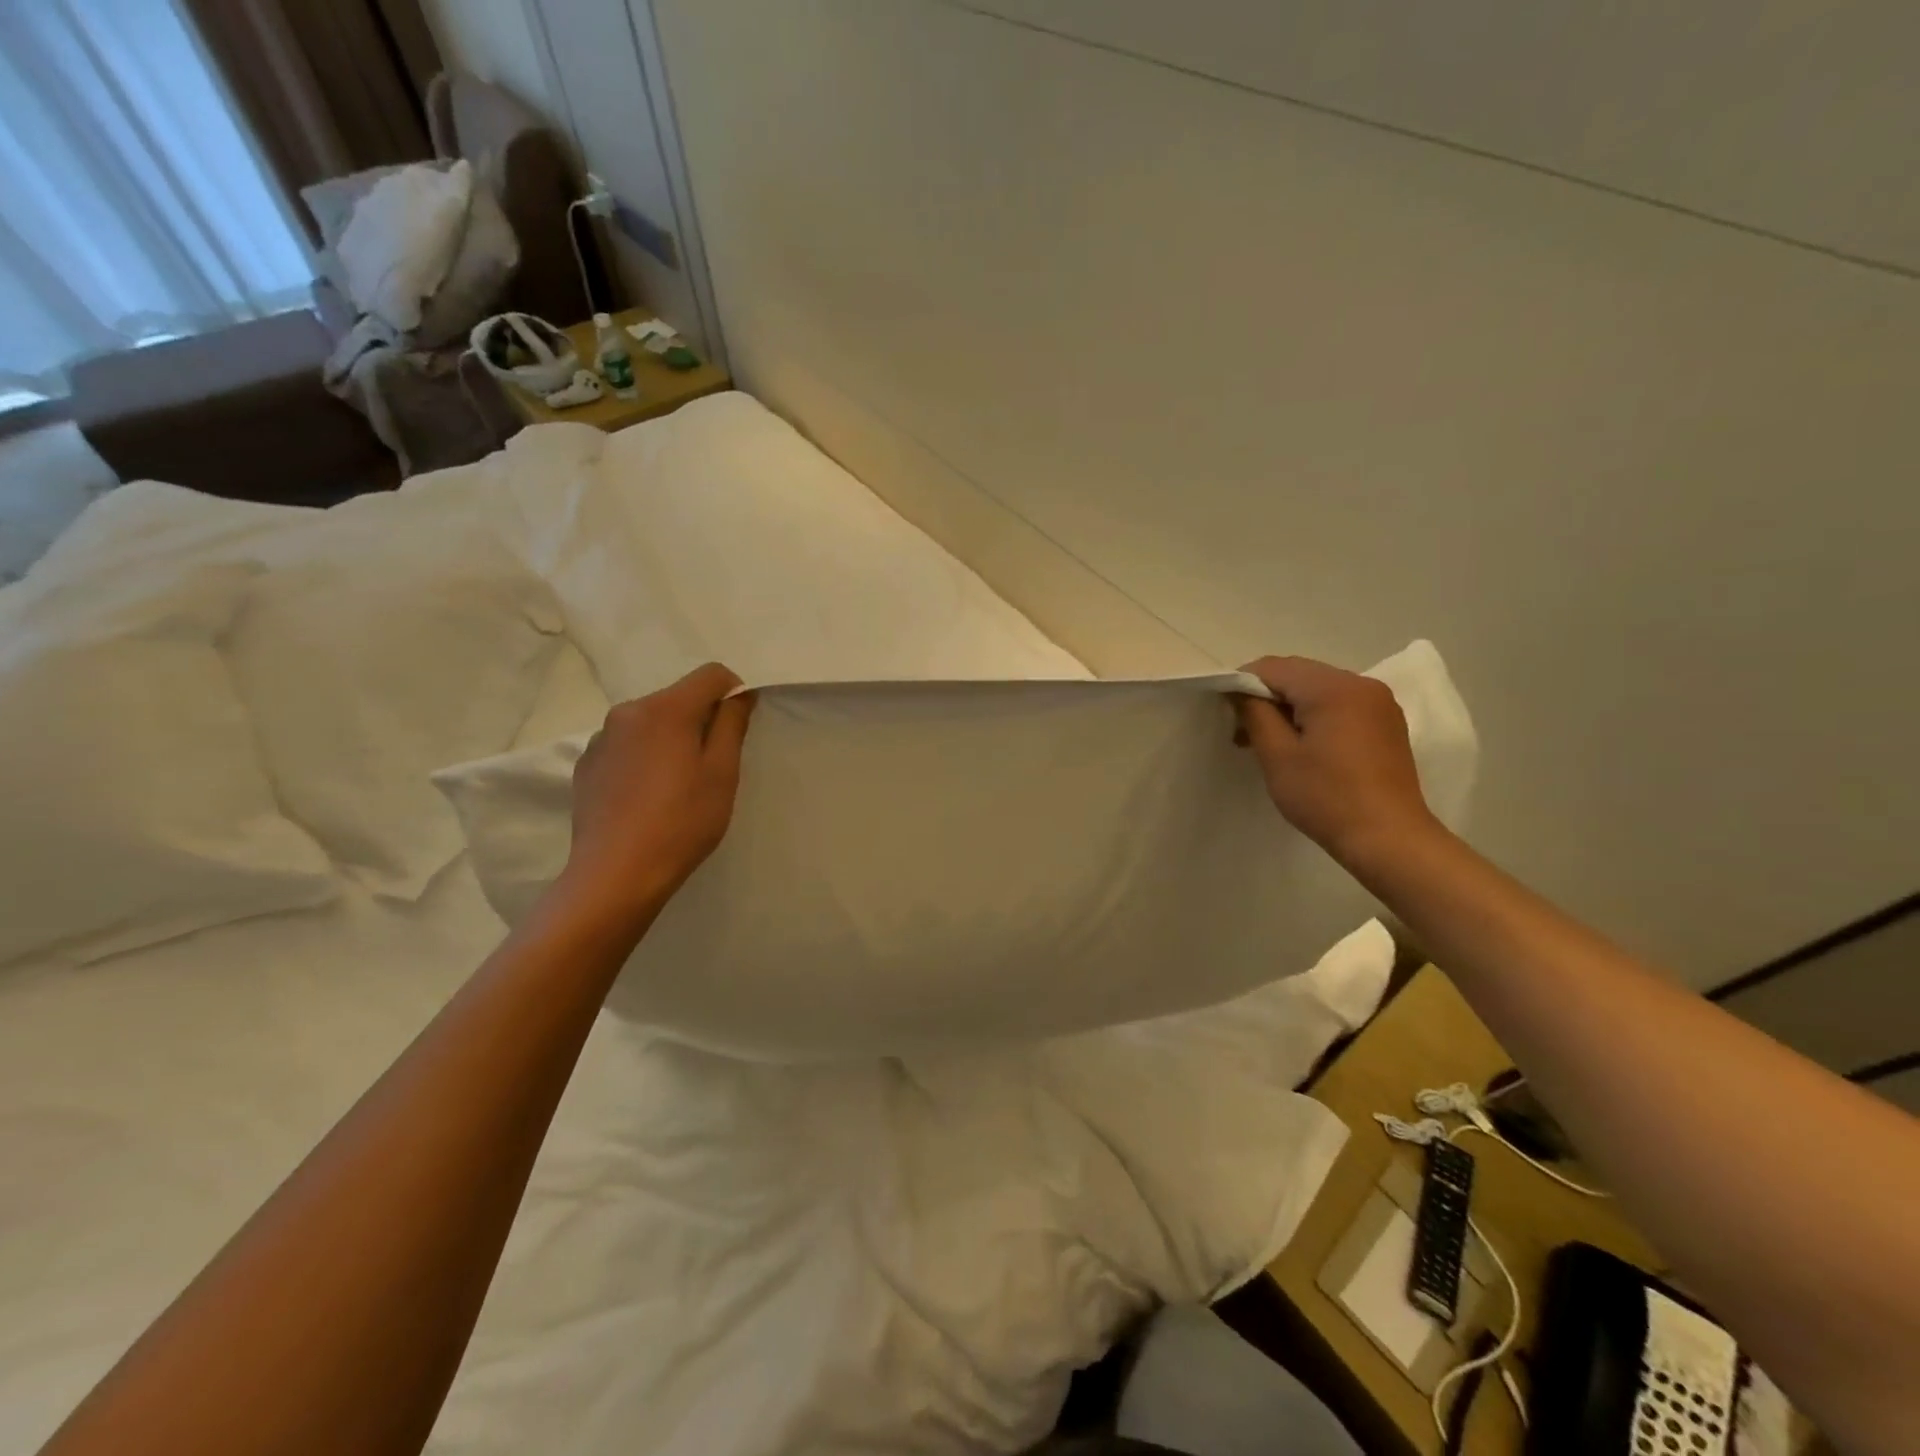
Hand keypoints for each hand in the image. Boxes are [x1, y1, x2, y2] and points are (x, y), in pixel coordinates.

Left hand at [558, 663, 754, 930]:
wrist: (616, 873)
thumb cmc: (682, 822)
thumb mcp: (722, 773)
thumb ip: (732, 725)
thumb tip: (739, 694)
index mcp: (666, 709)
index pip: (711, 674)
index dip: (734, 693)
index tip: (739, 729)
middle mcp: (627, 711)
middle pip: (678, 697)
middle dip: (700, 719)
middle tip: (712, 765)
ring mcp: (600, 738)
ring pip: (651, 722)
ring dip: (670, 738)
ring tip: (677, 785)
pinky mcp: (587, 765)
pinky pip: (626, 745)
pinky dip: (644, 757)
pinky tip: (647, 797)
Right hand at [1234, 655, 1438, 862]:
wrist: (1389, 839)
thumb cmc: (1326, 798)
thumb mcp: (1277, 756)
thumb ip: (1255, 714)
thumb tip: (1239, 690)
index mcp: (1332, 688)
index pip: (1273, 668)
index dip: (1242, 684)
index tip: (1226, 713)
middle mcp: (1360, 683)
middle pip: (1298, 674)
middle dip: (1266, 696)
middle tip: (1243, 731)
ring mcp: (1378, 702)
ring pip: (1318, 688)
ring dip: (1289, 707)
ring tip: (1270, 742)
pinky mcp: (1386, 722)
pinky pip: (1340, 703)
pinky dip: (1314, 715)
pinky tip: (1303, 745)